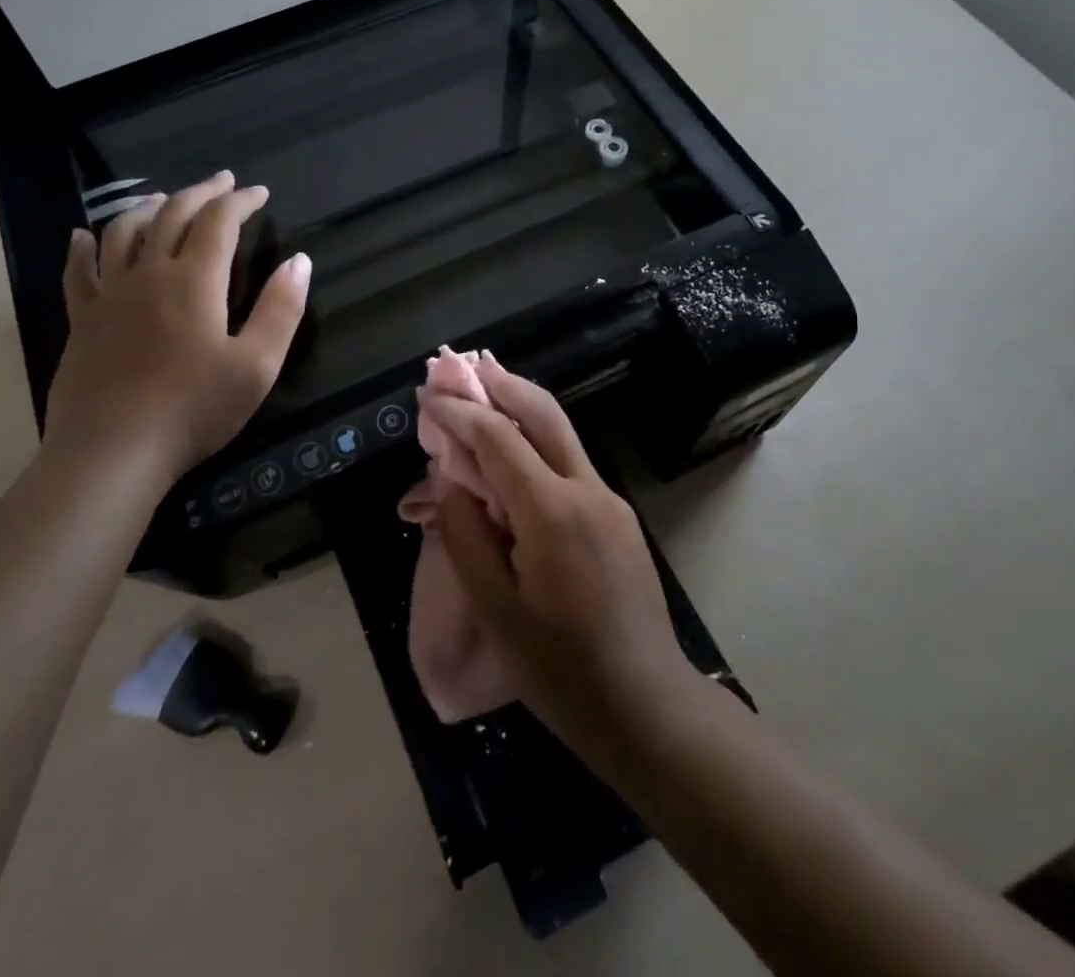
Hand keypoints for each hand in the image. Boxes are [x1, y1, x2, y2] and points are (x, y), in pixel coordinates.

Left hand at [43, 170, 310, 488]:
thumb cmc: (193, 410)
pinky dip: (83, 247)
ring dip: (147, 207)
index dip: (240, 201)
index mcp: (195, 281)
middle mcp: (149, 274)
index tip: (259, 193)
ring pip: (124, 232)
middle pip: (172, 215)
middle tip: (222, 181)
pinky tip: (83, 235)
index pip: (219, 222)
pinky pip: (79, 271)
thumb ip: (280, 310)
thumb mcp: (256, 366)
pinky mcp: (82, 321)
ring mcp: (109, 295)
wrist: (112, 452)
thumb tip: (299, 261)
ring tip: (163, 198)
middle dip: (201, 193)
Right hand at [420, 360, 698, 756]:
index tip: (427, 395)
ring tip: (486, 396)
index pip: (498, 437)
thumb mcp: (494, 609)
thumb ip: (466, 534)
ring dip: (522, 408)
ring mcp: (609, 500)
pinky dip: (537, 445)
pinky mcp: (618, 517)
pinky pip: (570, 465)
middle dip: (502, 384)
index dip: (459, 411)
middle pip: (543, 413)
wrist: (646, 706)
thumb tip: (451, 481)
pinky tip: (513, 460)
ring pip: (562, 434)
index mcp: (551, 511)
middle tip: (466, 369)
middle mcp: (587, 490)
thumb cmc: (560, 669)